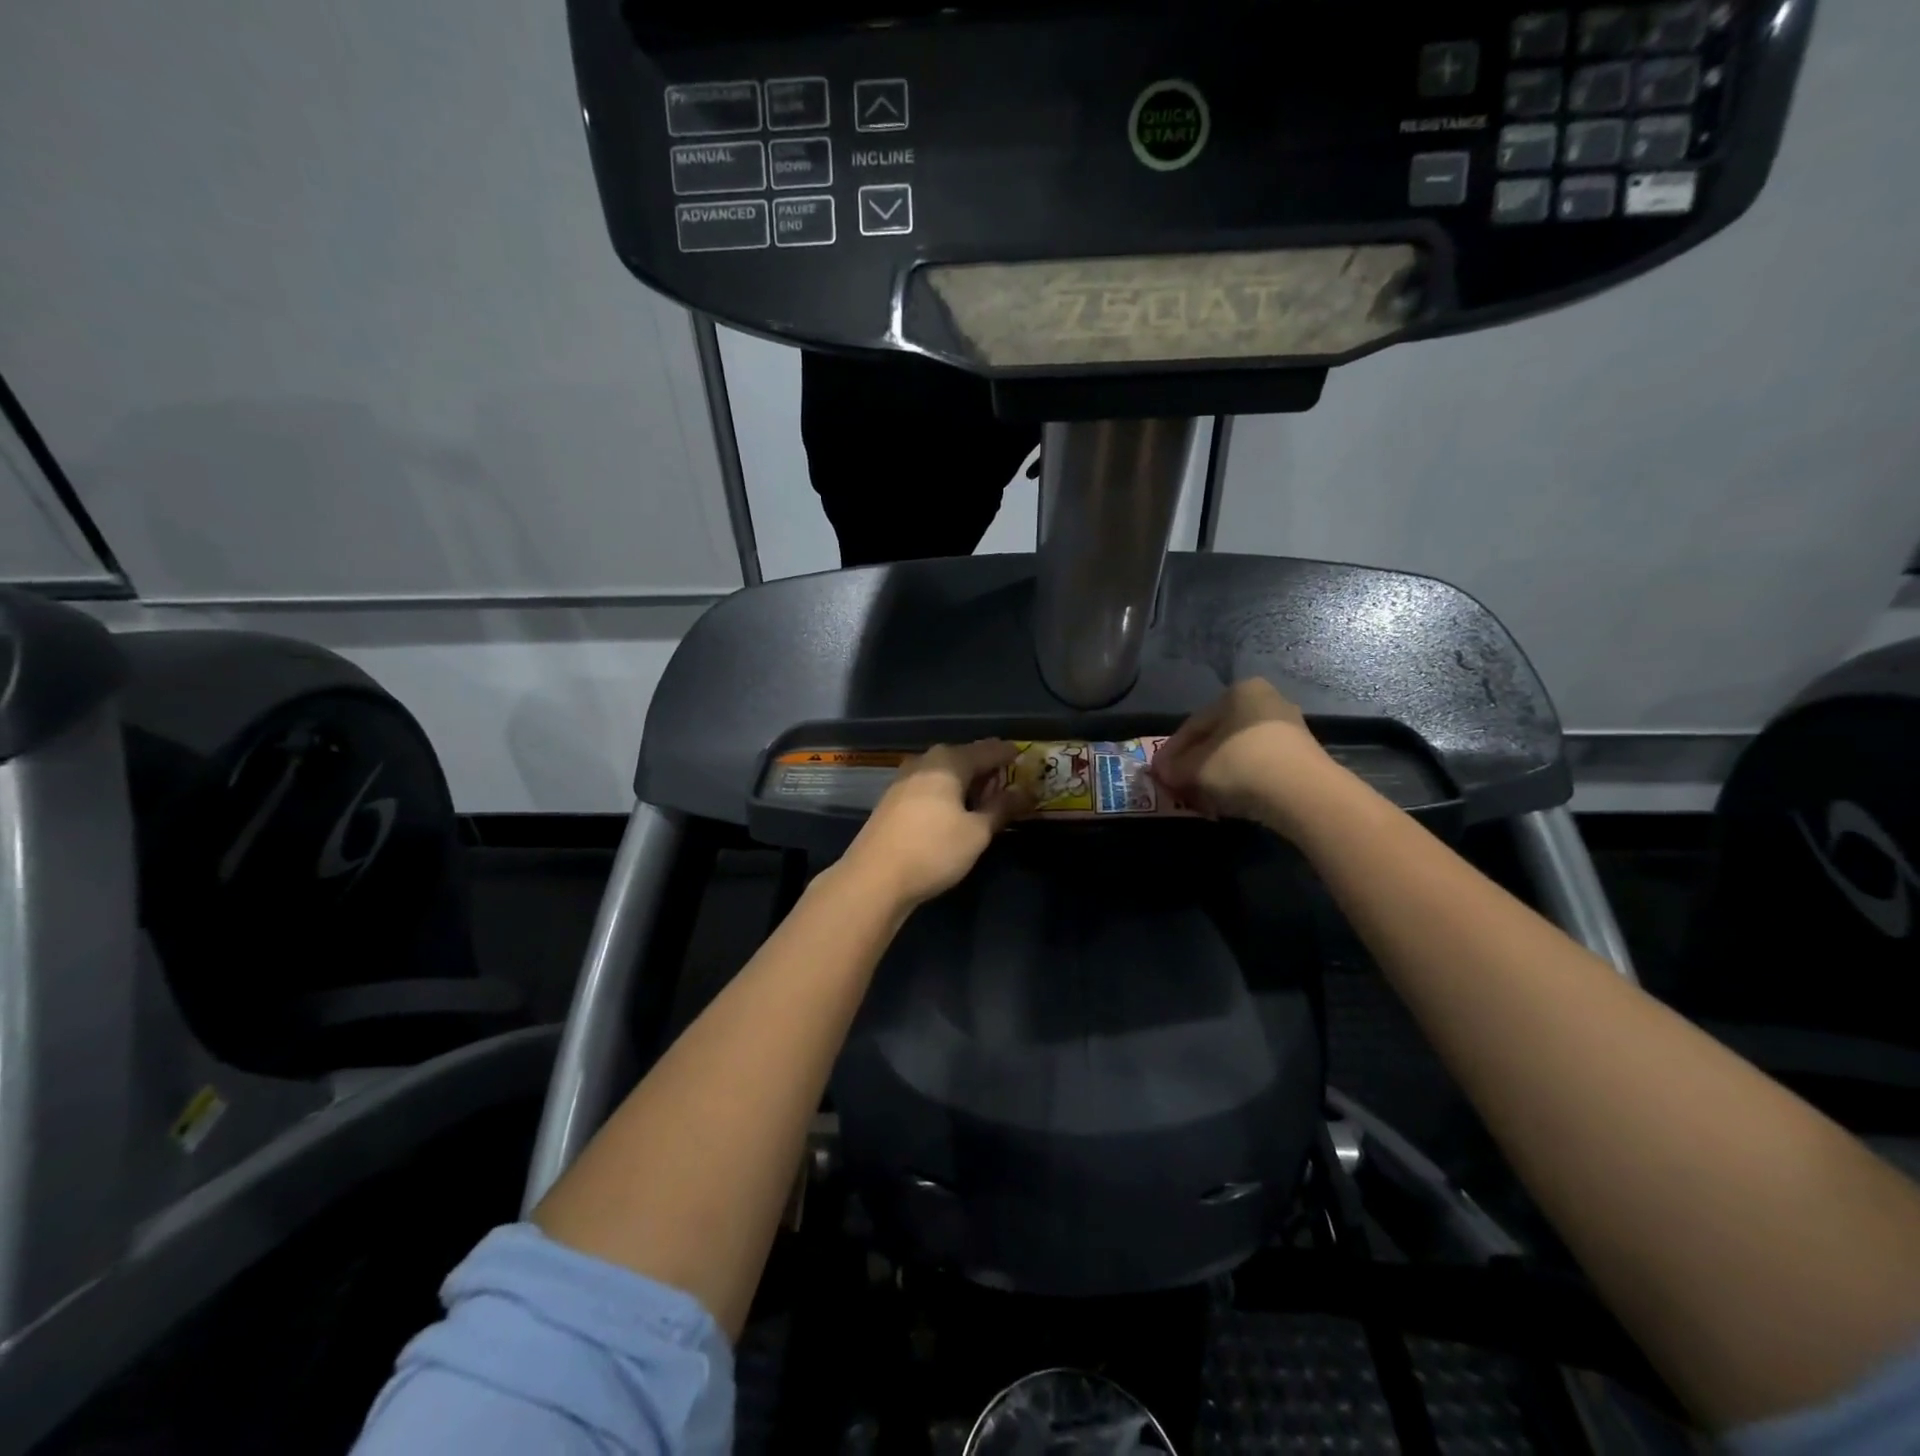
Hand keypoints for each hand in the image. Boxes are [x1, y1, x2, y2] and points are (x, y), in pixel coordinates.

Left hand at [841, 740, 1032, 909]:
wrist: (874, 878)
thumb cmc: (933, 850)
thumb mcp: (977, 832)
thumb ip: (1002, 808)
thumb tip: (1025, 792)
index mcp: (949, 761)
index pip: (988, 750)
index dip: (1009, 755)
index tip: (1026, 759)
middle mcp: (925, 761)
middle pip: (964, 757)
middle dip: (987, 769)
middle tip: (1008, 785)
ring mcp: (904, 779)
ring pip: (944, 772)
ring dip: (966, 782)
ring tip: (984, 800)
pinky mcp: (892, 800)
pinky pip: (929, 786)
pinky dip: (947, 792)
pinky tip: (954, 811)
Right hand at [1151, 679, 1333, 831]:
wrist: (1304, 793)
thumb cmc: (1240, 765)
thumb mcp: (1195, 768)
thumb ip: (1174, 768)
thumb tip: (1162, 772)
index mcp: (1239, 692)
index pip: (1193, 724)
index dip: (1171, 752)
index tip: (1158, 774)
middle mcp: (1266, 701)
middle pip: (1217, 737)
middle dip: (1195, 763)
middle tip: (1178, 786)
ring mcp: (1288, 728)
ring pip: (1237, 753)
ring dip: (1216, 774)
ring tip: (1200, 797)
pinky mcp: (1301, 756)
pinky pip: (1259, 766)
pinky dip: (1239, 781)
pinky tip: (1227, 801)